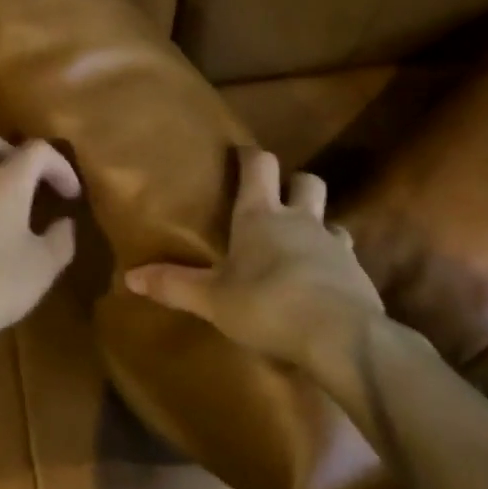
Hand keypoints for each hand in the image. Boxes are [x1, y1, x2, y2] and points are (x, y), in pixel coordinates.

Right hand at [124, 148, 385, 391]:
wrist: (340, 336)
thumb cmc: (266, 305)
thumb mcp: (212, 300)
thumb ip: (174, 285)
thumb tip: (130, 276)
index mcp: (260, 217)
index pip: (259, 167)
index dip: (250, 156)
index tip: (241, 153)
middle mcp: (300, 220)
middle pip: (306, 181)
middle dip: (293, 183)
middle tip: (277, 199)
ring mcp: (334, 244)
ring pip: (330, 219)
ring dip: (316, 224)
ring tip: (300, 245)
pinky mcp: (357, 273)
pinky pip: (344, 256)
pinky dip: (331, 262)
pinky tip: (321, 283)